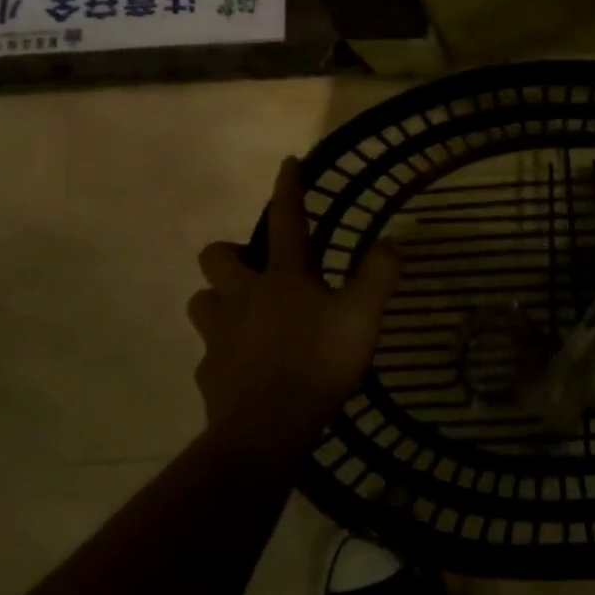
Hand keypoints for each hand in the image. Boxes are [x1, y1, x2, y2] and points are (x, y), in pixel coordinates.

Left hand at [188, 157, 402, 448]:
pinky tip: (243, 364)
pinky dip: (222, 351)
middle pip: (217, 256)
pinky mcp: (209, 373)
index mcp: (283, 277)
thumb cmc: (318, 362)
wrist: (265, 432)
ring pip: (202, 301)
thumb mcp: (364, 315)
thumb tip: (392, 239)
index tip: (287, 162)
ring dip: (219, 299)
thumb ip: (380, 274)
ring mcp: (220, 335)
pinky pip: (208, 352)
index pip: (288, 220)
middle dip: (231, 253)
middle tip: (257, 268)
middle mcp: (244, 296)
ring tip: (244, 312)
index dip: (288, 188)